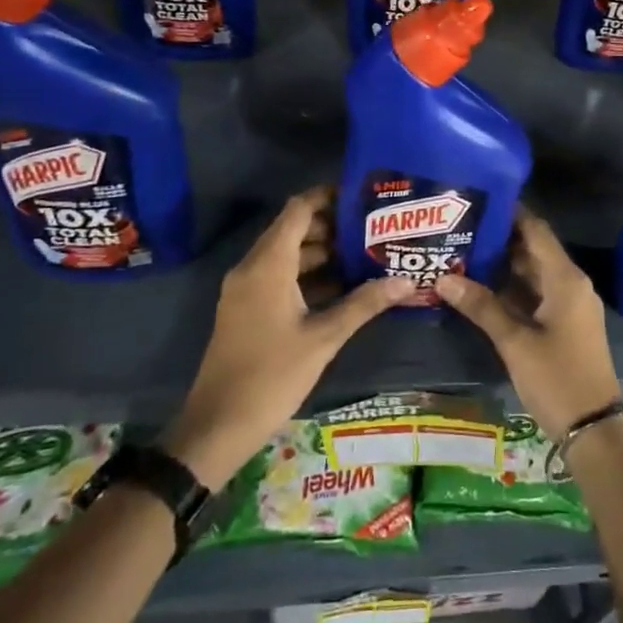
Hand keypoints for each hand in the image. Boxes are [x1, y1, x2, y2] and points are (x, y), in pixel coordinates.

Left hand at [160, 186, 413, 488]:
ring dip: (323, 252)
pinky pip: (279, 276)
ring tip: (366, 253)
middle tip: (374, 227)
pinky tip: (343, 286)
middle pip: (294, 229)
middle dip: (333, 225)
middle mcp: (252, 268)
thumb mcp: (324, 339)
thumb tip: (406, 281)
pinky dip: (308, 274)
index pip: (298, 210)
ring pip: (288, 255)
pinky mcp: (246, 308)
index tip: (363, 195)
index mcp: (268, 265)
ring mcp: (246, 289)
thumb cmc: (271, 376)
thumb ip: (364, 304)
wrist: (217, 427)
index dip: (328, 196)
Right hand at [435, 207, 622, 440]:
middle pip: (533, 249)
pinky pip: (536, 294)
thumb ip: (481, 306)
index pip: (536, 230)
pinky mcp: (565, 324)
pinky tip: (481, 288)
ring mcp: (569, 304)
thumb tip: (444, 278)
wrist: (593, 427)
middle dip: (500, 238)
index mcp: (565, 278)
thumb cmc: (557, 377)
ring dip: (503, 265)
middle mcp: (570, 283)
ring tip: (464, 251)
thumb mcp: (515, 342)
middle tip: (461, 226)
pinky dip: (512, 288)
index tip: (479, 199)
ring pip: (533, 273)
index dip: (511, 212)